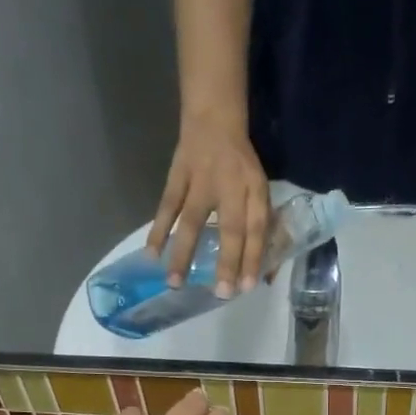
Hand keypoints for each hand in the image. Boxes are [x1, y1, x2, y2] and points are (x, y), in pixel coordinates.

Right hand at [148, 116, 270, 297]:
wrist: (214, 120)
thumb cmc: (240, 166)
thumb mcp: (259, 190)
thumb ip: (263, 226)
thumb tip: (264, 272)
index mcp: (254, 191)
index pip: (257, 228)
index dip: (253, 257)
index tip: (247, 287)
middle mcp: (230, 186)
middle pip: (230, 228)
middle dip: (227, 262)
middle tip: (222, 294)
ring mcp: (200, 181)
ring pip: (192, 221)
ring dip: (183, 253)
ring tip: (174, 283)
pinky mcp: (177, 176)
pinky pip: (166, 206)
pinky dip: (158, 230)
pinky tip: (151, 254)